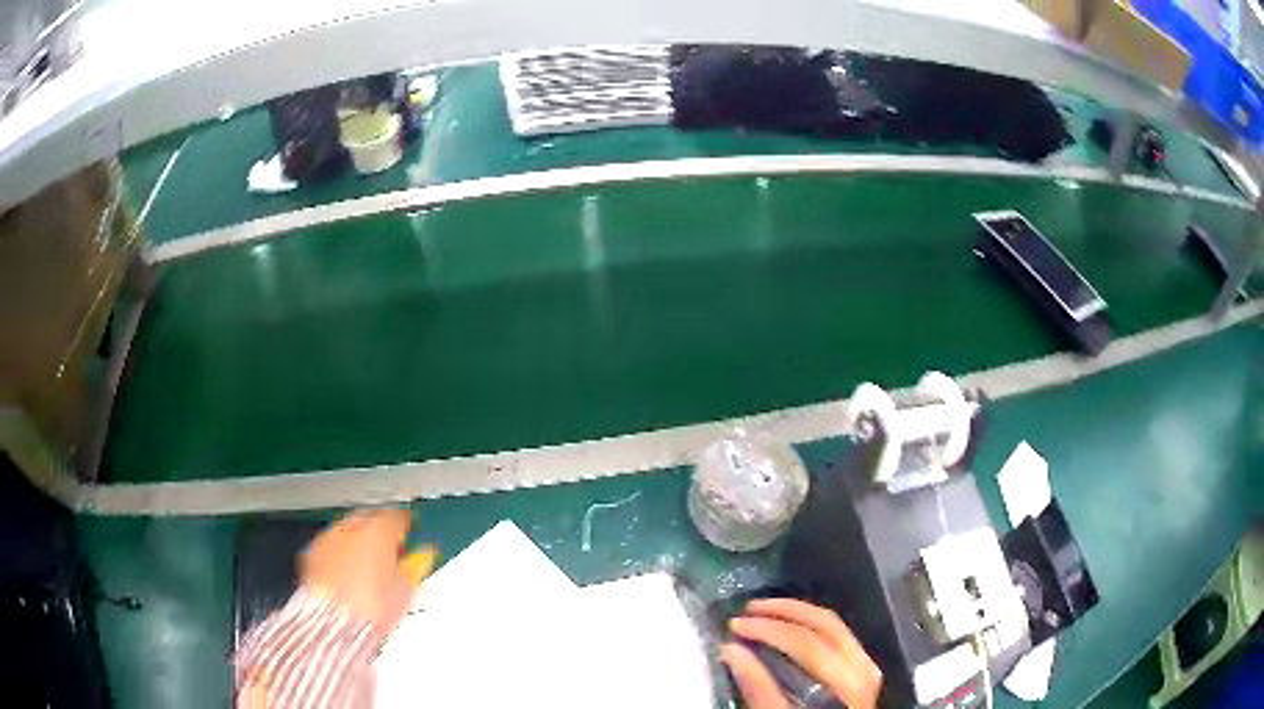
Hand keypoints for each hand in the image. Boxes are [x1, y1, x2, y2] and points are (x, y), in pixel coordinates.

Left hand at [300, 509, 428, 636]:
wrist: (335, 623)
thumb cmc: (373, 607)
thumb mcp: (407, 591)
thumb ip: (415, 567)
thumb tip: (423, 556)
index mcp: (379, 530)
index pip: (397, 517)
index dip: (406, 526)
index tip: (410, 536)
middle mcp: (351, 528)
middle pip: (369, 519)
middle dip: (378, 532)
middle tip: (388, 550)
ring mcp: (329, 539)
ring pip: (347, 531)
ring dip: (357, 542)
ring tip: (367, 566)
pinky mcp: (312, 554)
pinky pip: (330, 546)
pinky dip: (339, 554)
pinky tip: (346, 573)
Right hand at [720, 598, 881, 708]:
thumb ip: (759, 689)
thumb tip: (732, 651)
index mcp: (844, 679)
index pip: (804, 641)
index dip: (766, 628)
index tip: (735, 625)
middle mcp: (860, 664)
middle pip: (823, 623)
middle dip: (783, 611)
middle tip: (749, 609)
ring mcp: (864, 664)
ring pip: (832, 624)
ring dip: (797, 614)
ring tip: (765, 613)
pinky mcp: (862, 668)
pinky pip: (837, 634)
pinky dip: (811, 626)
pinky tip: (790, 629)